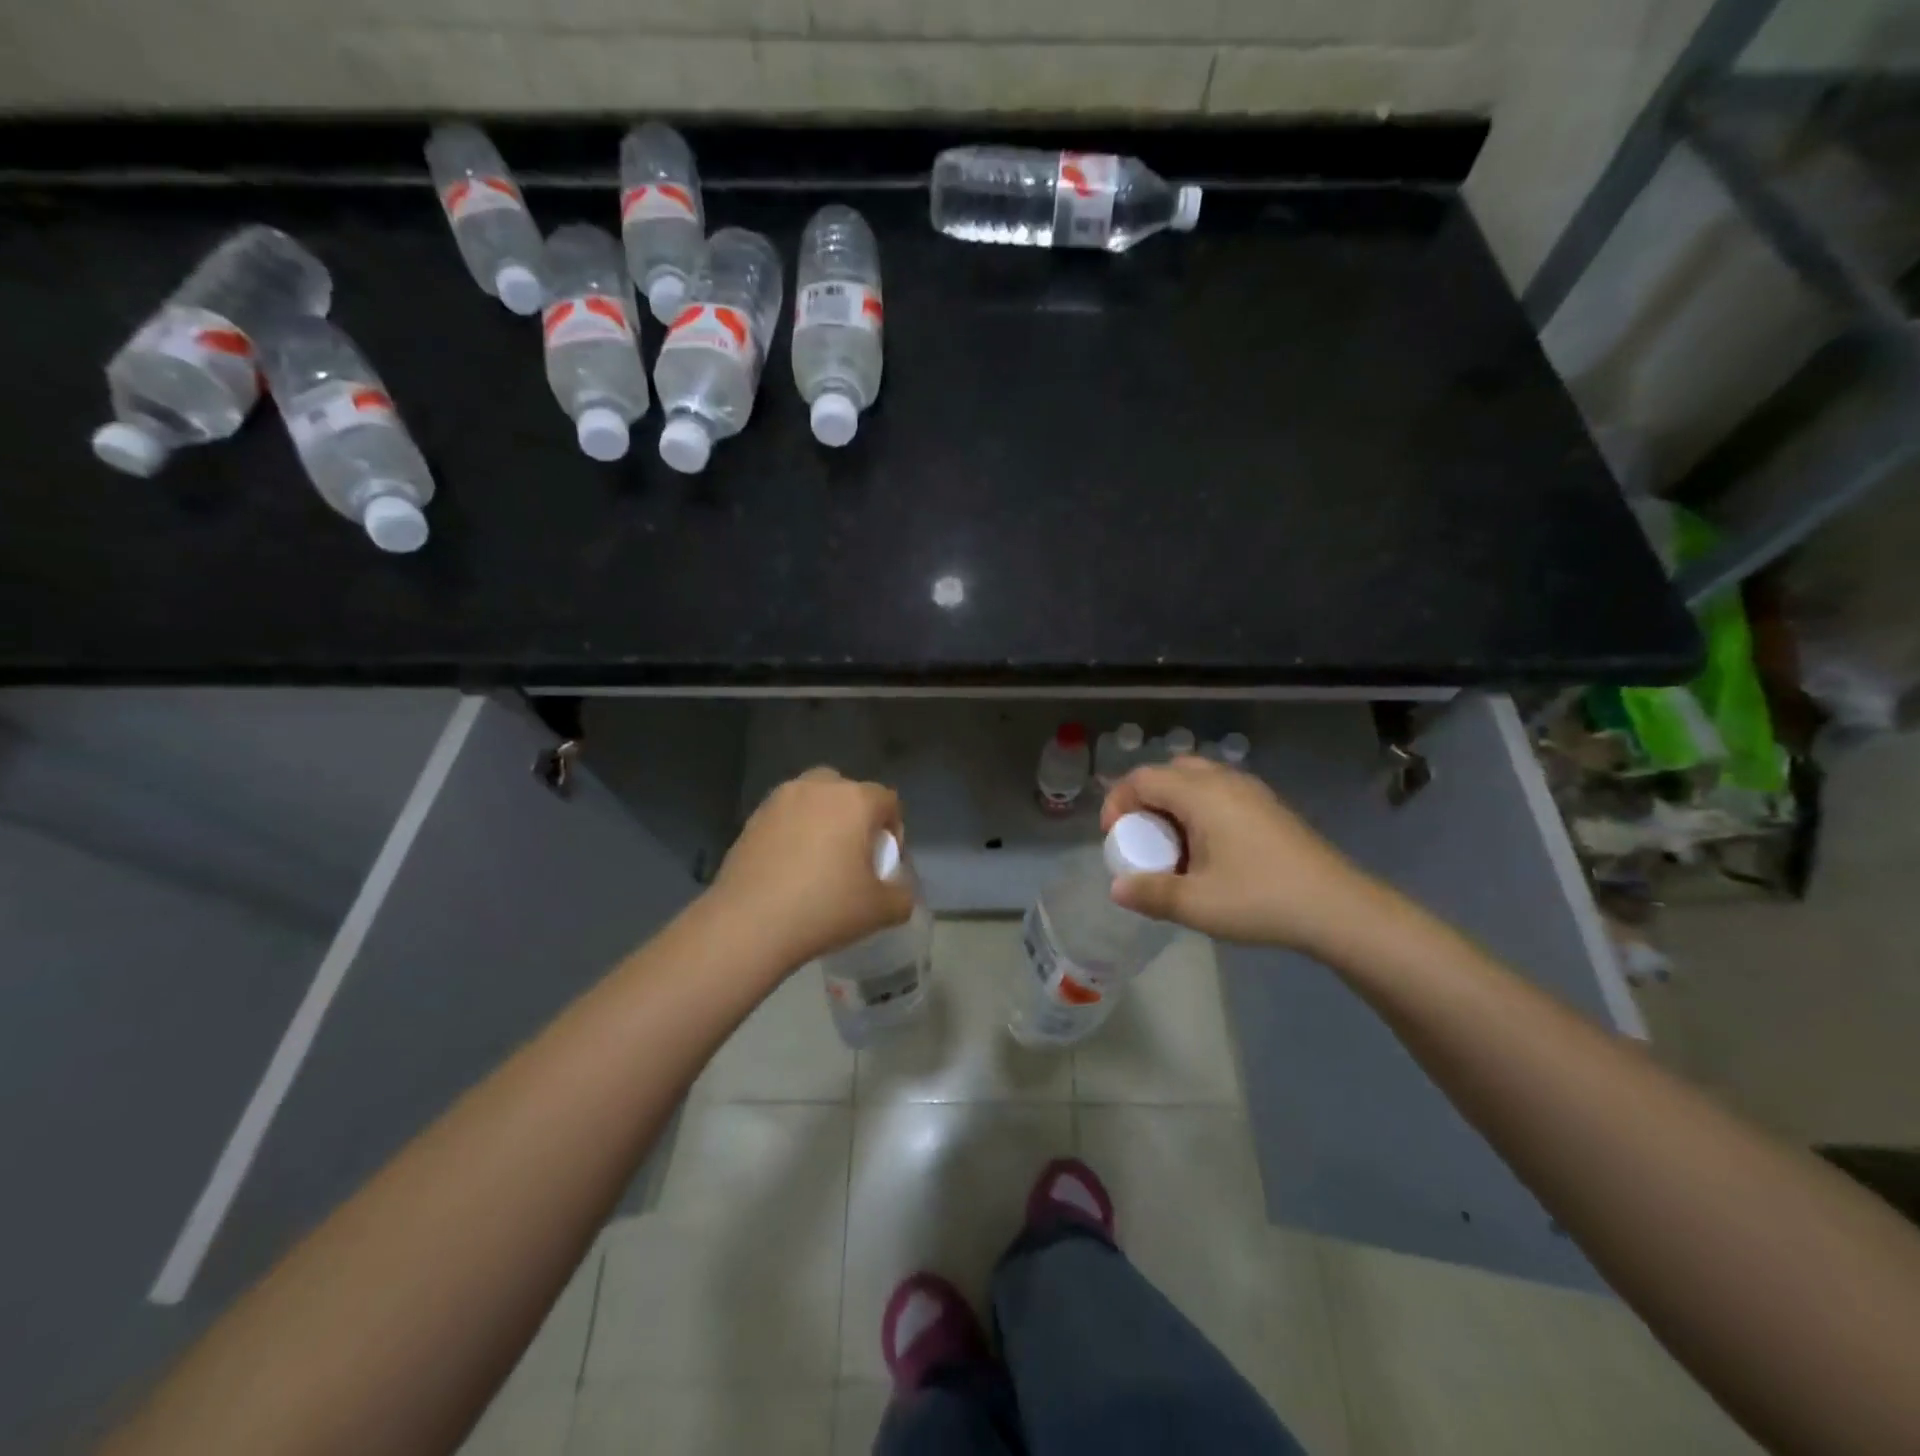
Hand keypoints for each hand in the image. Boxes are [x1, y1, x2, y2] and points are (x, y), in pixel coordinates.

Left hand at [710, 767, 915, 971]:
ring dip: (821, 819)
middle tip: (852, 854)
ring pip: (812, 799)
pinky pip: (784, 816)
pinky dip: (792, 832)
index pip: (888, 801)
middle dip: (855, 816)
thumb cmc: (823, 909)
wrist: (748, 924)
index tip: (884, 863)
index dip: (894, 829)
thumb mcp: (880, 911)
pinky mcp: (752, 818)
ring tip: (818, 860)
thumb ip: (902, 896)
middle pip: (847, 791)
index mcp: (855, 800)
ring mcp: (780, 800)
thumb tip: (898, 890)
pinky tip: (788, 868)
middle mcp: (818, 788)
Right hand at [1101, 756, 1378, 953]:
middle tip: (1143, 837)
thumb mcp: (1196, 904)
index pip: (1143, 778)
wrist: (1338, 907)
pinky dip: (1200, 809)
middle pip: (1169, 772)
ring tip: (1174, 846)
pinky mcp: (1269, 806)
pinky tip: (1210, 850)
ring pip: (1197, 780)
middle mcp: (1224, 781)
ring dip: (1174, 804)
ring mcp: (1251, 790)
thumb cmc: (1260, 900)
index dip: (1118, 802)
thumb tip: (1116, 888)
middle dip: (1146, 799)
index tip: (1115, 837)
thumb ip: (1150, 894)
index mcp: (1201, 795)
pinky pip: (1220, 792)